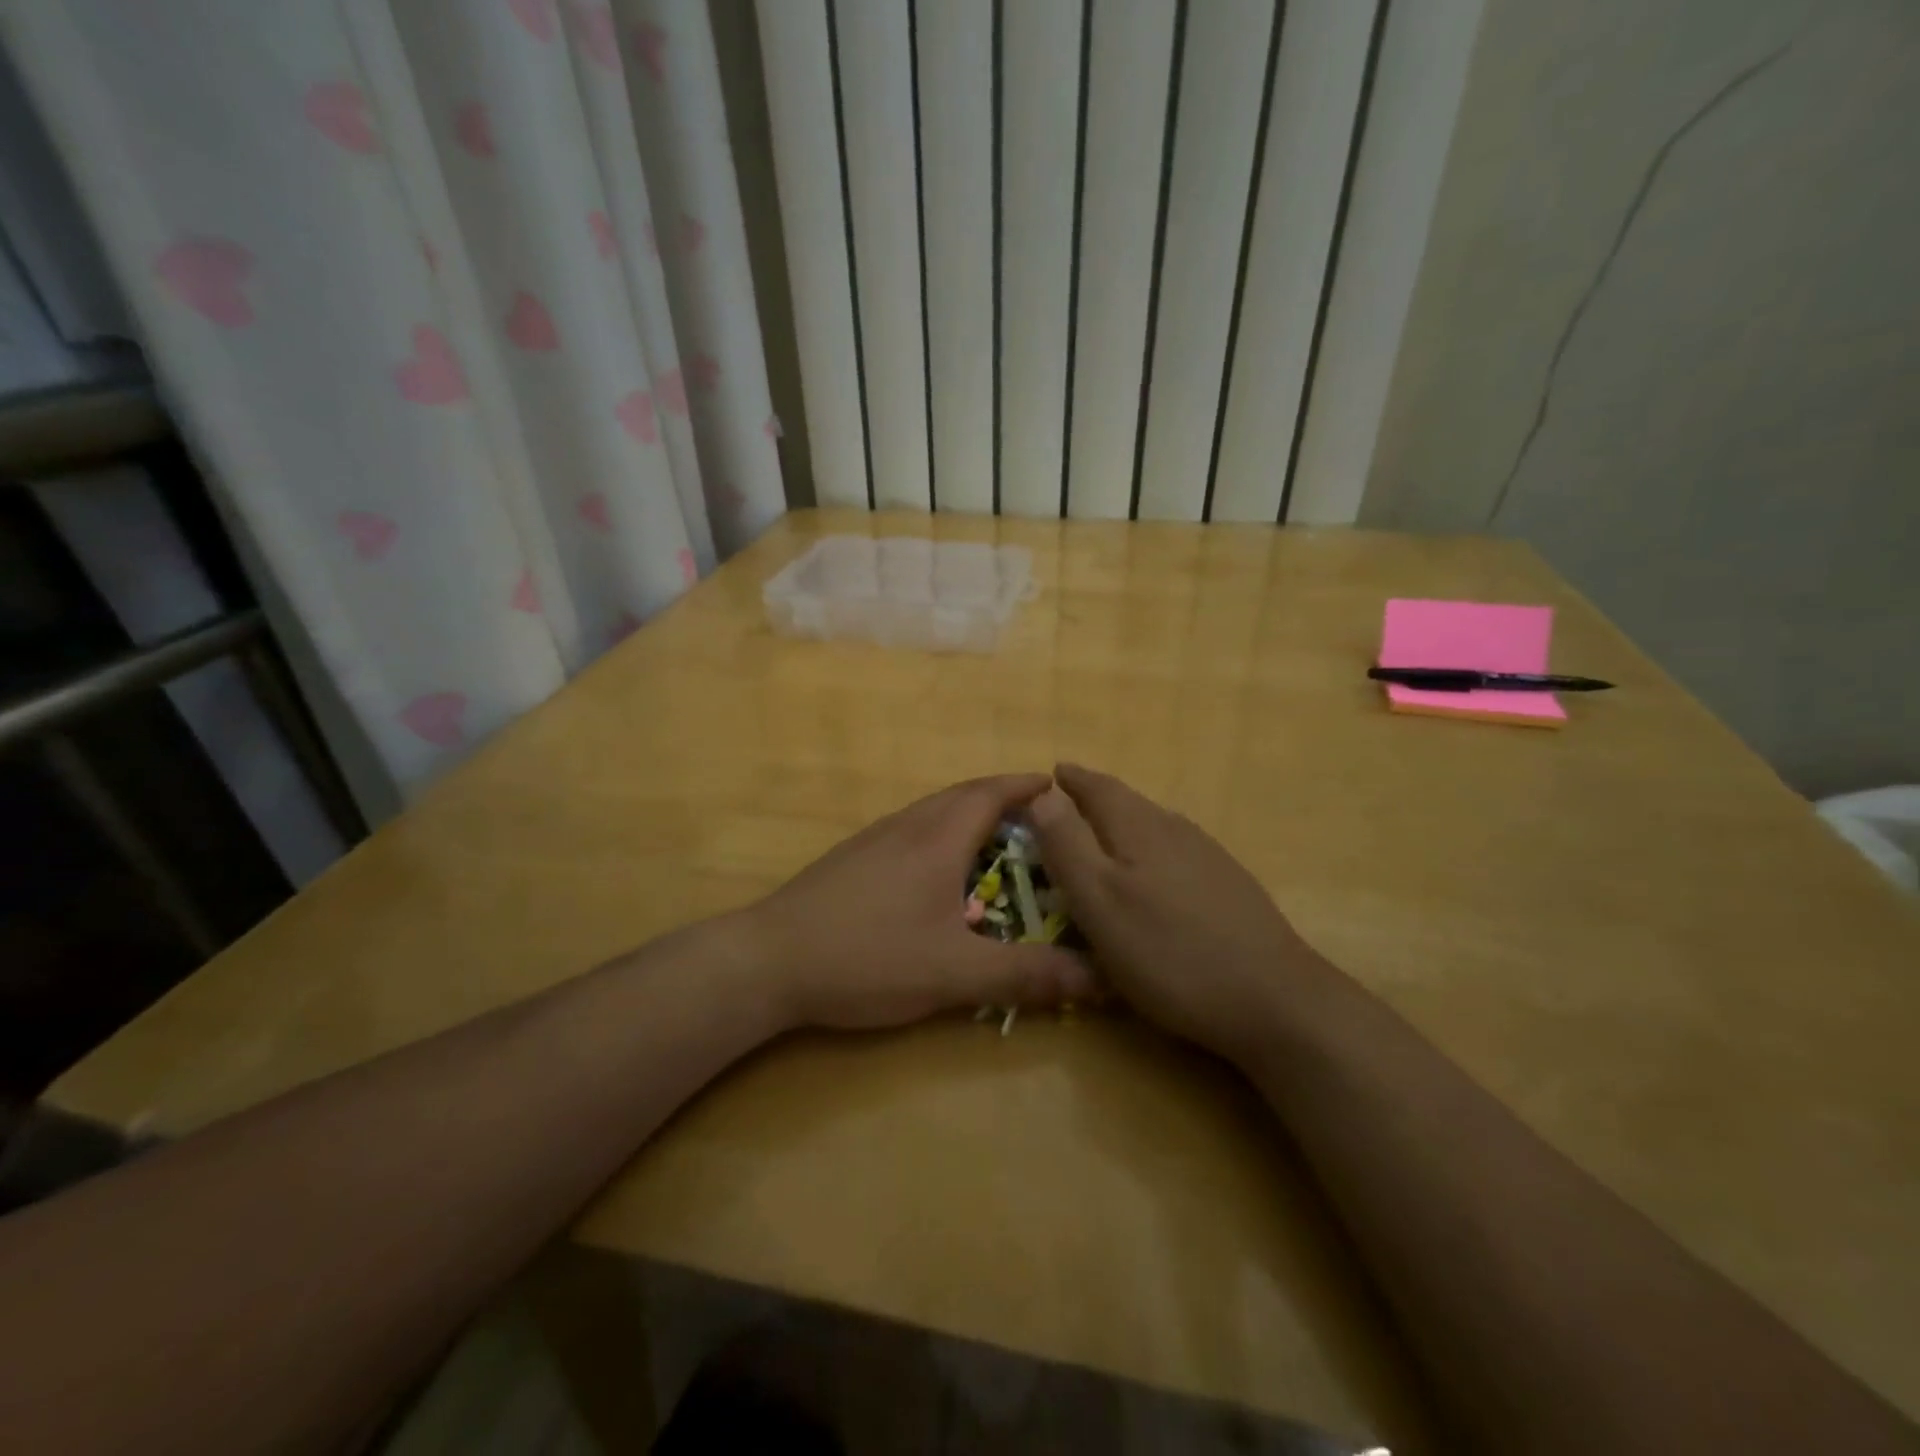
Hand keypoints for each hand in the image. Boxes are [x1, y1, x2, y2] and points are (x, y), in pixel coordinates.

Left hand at [744, 774, 1097, 1031]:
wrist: (768, 961)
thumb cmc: (867, 957)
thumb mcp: (954, 974)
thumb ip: (1026, 975)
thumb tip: (1101, 978)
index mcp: (937, 838)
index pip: (991, 793)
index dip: (1025, 786)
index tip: (1057, 786)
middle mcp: (906, 826)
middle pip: (961, 796)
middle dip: (1002, 798)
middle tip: (1038, 819)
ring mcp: (873, 840)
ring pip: (932, 813)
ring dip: (969, 816)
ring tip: (997, 843)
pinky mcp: (850, 860)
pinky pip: (910, 832)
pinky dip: (940, 836)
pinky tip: (938, 875)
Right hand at [1028, 763, 1328, 1063]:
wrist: (1273, 998)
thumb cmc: (1168, 952)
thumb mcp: (1099, 901)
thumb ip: (1067, 844)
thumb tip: (1042, 791)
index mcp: (1138, 827)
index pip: (1097, 787)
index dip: (1071, 780)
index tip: (1053, 772)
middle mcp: (1174, 829)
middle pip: (1127, 802)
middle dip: (1095, 798)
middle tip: (1067, 804)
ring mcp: (1208, 856)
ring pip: (1154, 826)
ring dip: (1123, 823)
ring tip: (1102, 834)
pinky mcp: (1229, 885)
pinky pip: (1175, 851)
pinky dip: (1149, 851)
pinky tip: (1153, 876)